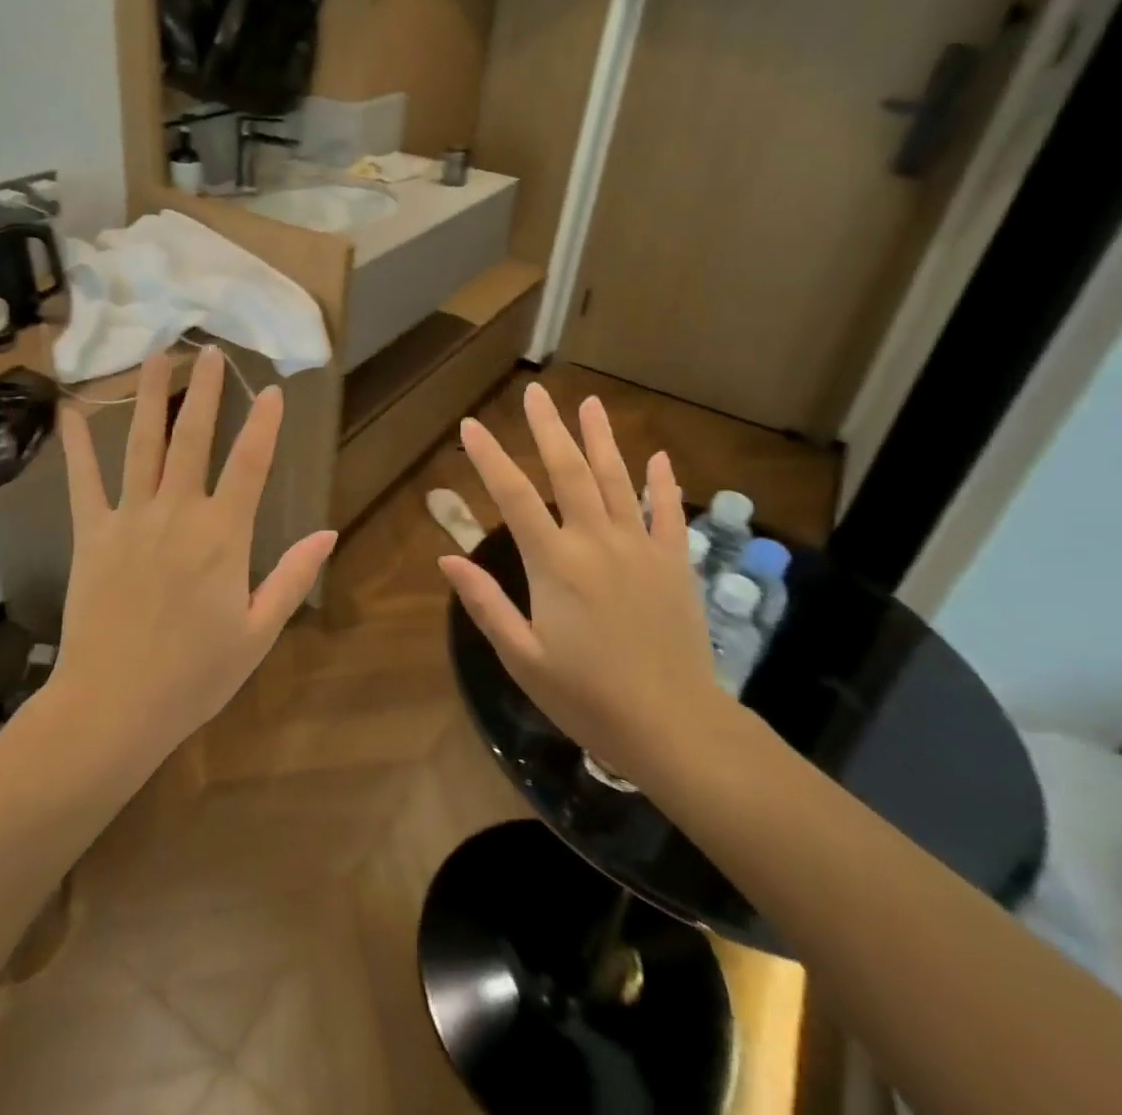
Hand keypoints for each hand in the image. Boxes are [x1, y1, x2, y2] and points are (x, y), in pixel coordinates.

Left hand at [51, 346, 336, 765]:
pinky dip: (79, 445)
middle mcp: (177, 514)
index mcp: (223, 536)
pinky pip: (84, 482)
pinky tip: (72, 410)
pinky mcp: (92, 535)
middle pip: (193, 439)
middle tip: (209, 350)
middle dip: (204, 391)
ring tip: (156, 356)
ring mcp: (129, 520)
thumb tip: (328, 532)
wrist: (113, 708)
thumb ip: (293, 577)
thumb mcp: (259, 633)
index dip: (263, 423)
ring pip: (142, 445)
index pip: (250, 464)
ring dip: (150, 397)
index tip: (271, 389)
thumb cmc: (194, 676)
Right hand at [437, 382, 731, 787]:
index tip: (471, 425)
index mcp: (555, 564)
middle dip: (548, 429)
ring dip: (602, 439)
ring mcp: (641, 548)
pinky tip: (659, 458)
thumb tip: (447, 558)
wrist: (674, 727)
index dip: (490, 457)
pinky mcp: (674, 564)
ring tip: (590, 404)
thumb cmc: (588, 697)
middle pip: (570, 472)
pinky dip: (664, 484)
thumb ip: (485, 604)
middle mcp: (597, 542)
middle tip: (535, 393)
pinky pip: (668, 513)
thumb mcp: (522, 658)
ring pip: (618, 480)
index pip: (514, 497)